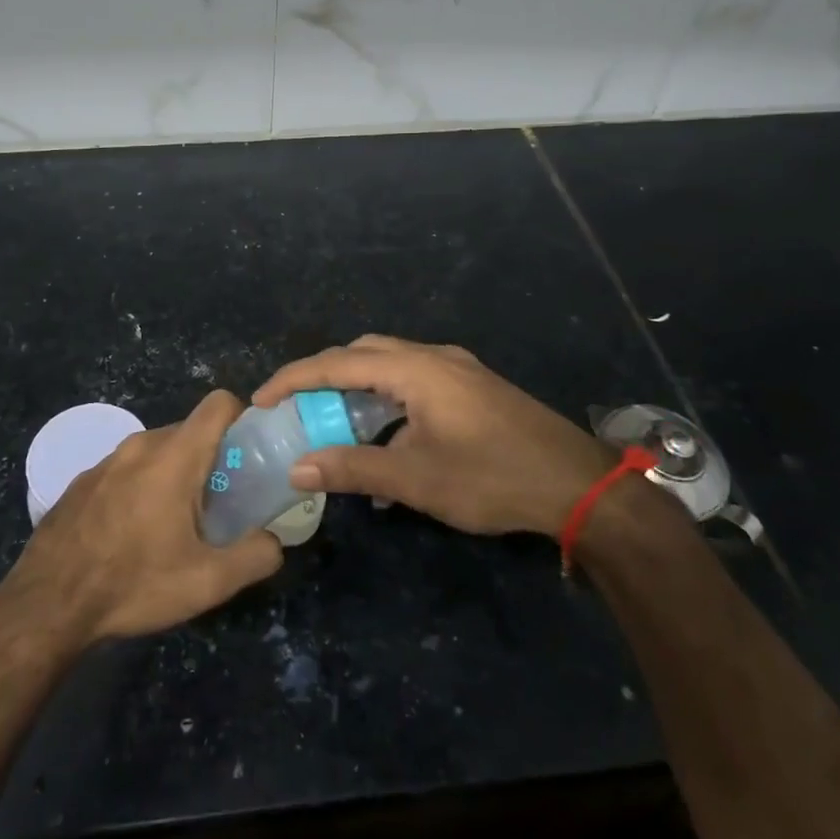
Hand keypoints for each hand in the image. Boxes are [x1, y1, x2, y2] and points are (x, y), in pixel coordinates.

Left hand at [0, 390, 282, 644]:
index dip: (241, 419)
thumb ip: (255, 556)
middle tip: (218, 504)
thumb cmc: (133, 583)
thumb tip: (274, 542)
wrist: (47, 605)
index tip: (249, 456)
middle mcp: (140, 445)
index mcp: (175, 456)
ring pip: (155, 452)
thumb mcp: (207, 582)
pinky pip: (125, 470)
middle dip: (210, 459)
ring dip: (173, 476)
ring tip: (173, 525)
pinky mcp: (81, 481)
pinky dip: (140, 488)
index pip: (219, 404)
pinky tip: (131, 535)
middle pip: (189, 431)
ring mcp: (105, 461)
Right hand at [253, 335, 615, 537]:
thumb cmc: (492, 478)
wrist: (579, 486)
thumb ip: (353, 469)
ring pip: (389, 364)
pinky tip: (384, 434)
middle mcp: (433, 357)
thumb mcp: (416, 479)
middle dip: (323, 376)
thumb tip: (298, 468)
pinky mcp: (472, 386)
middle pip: (362, 353)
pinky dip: (385, 397)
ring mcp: (457, 369)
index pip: (337, 363)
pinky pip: (413, 378)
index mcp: (415, 369)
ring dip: (355, 386)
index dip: (293, 379)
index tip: (260, 400)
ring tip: (331, 420)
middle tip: (295, 408)